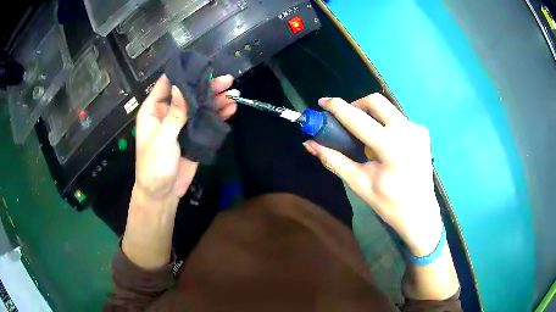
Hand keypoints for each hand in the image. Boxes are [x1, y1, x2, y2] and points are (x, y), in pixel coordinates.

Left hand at [134, 74, 238, 202]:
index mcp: (154, 111)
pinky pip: (206, 121)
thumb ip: (174, 114)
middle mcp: (168, 113)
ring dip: (215, 100)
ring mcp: (182, 124)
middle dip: (206, 86)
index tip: (200, 65)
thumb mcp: (162, 139)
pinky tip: (231, 109)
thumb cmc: (154, 166)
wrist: (162, 194)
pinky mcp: (193, 136)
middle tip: (227, 79)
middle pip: (188, 94)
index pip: (166, 85)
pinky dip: (217, 115)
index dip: (182, 74)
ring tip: (234, 92)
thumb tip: (180, 87)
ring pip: (199, 106)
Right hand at [303, 94, 441, 256]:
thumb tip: (310, 144)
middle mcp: (407, 130)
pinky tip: (382, 142)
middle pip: (376, 101)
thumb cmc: (390, 203)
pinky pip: (398, 118)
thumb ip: (334, 160)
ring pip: (388, 108)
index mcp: (391, 146)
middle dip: (356, 105)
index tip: (322, 102)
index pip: (358, 119)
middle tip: (346, 120)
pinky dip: (384, 122)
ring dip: (371, 114)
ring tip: (363, 134)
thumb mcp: (359, 183)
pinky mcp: (422, 132)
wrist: (421, 214)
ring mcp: (417, 130)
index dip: (337, 107)